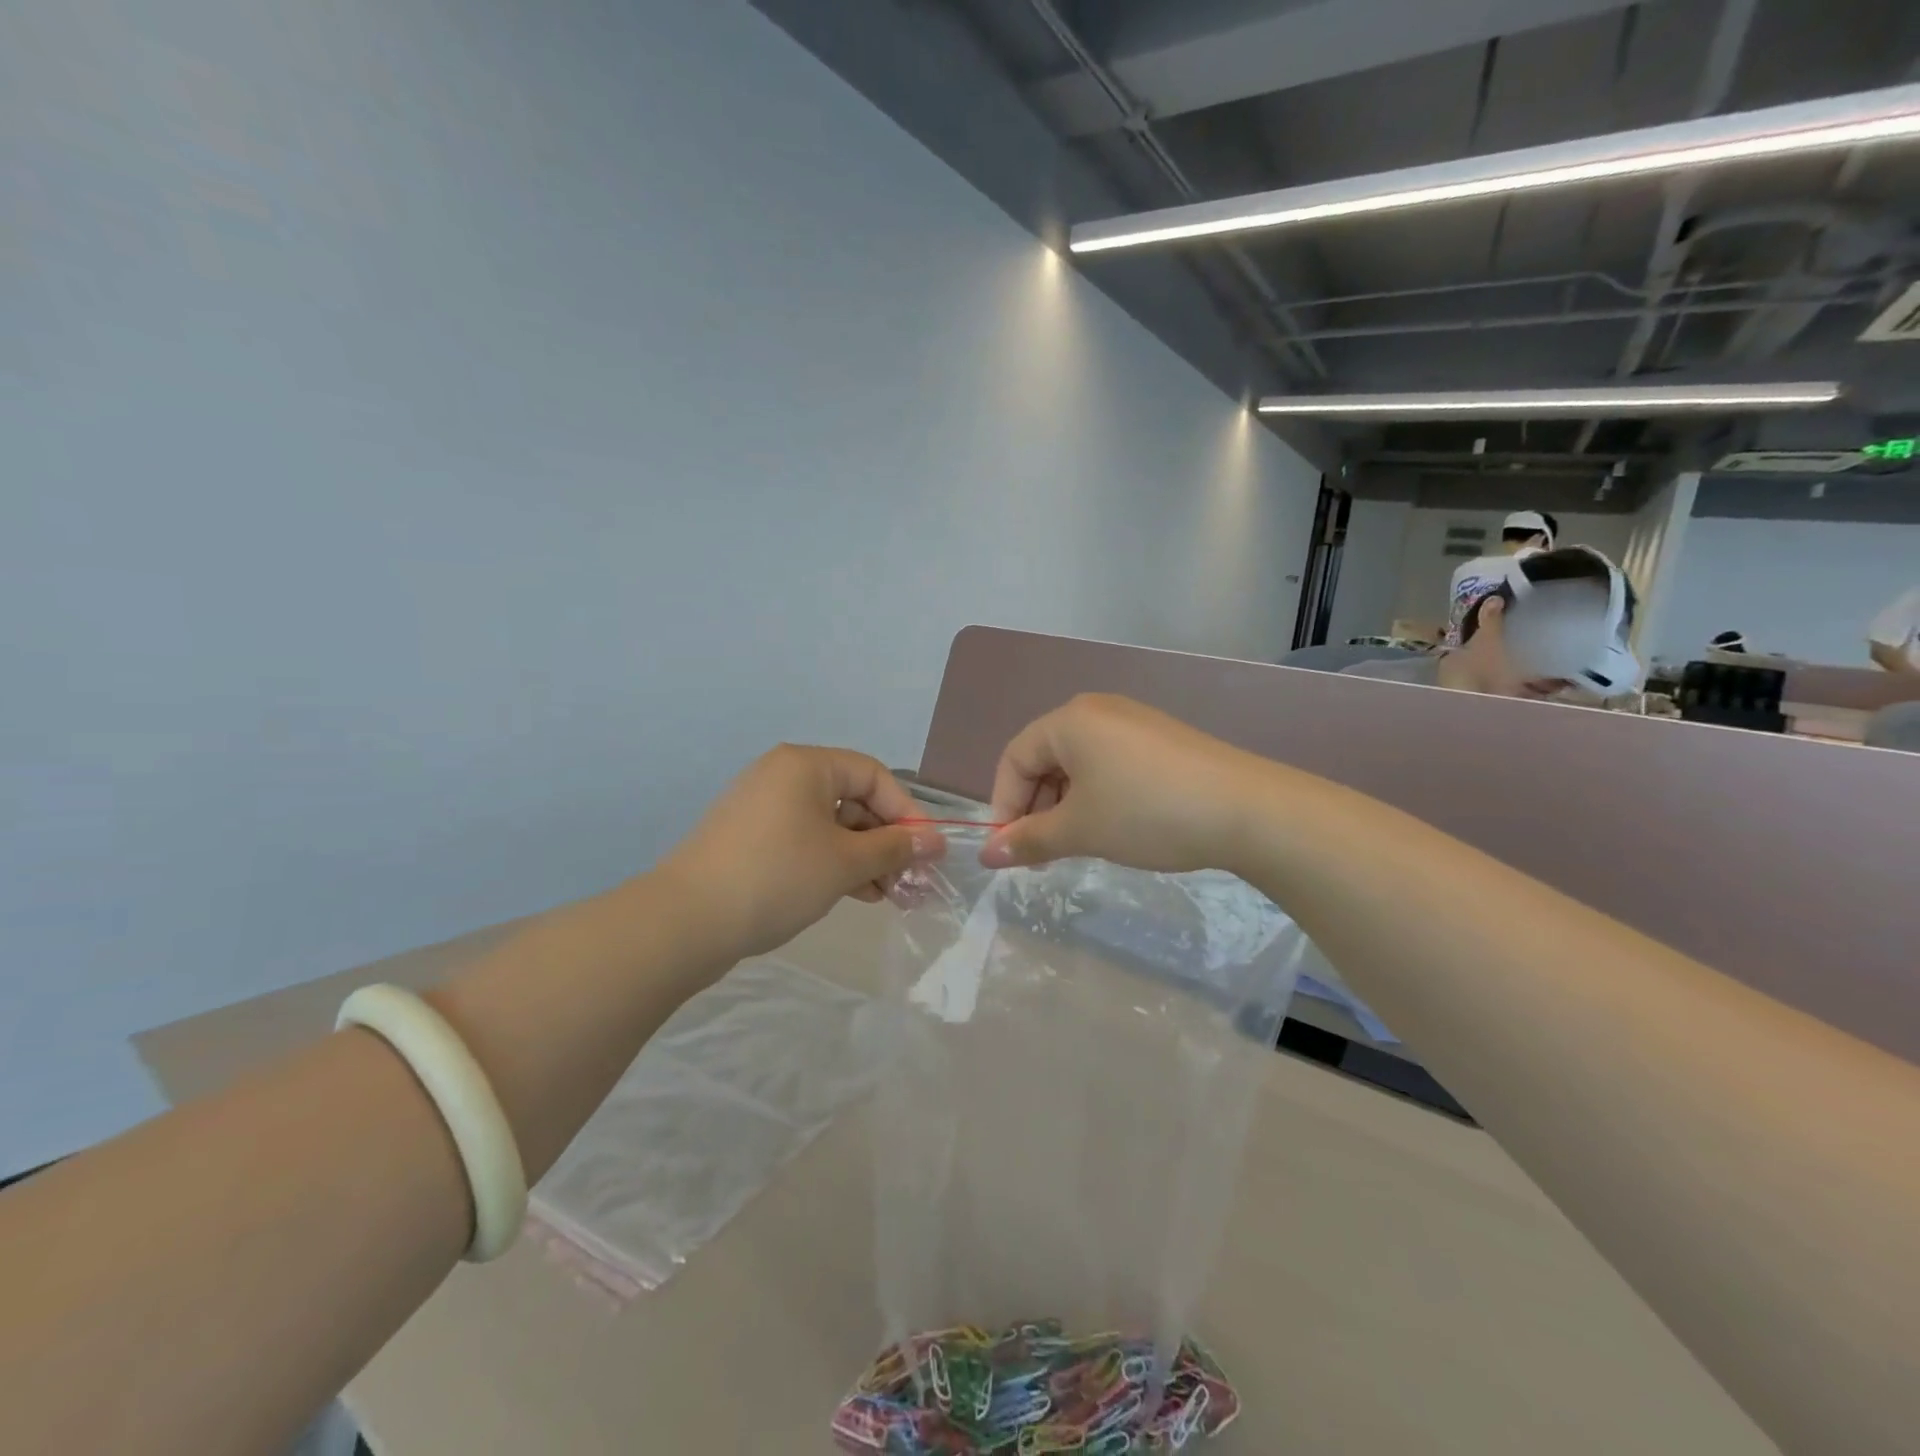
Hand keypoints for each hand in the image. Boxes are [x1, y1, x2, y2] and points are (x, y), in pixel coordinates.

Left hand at [660, 745, 945, 960]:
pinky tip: (856, 894)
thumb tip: (933, 841)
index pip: (875, 776)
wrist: (686, 921)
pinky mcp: (751, 840)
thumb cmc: (777, 877)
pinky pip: (806, 841)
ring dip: (865, 858)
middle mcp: (784, 776)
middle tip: (912, 881)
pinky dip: (834, 863)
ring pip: (831, 826)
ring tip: (889, 896)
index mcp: (806, 765)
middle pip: (854, 800)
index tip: (929, 853)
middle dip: (887, 842)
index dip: (908, 813)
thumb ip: (894, 848)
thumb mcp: (846, 862)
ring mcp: (763, 809)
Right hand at [981, 694, 1264, 873]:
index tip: (1011, 849)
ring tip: (1077, 844)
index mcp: (1069, 721)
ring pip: (1078, 765)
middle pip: (1045, 759)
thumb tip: (986, 856)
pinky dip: (1097, 796)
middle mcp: (1097, 711)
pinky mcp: (1161, 740)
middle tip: (1043, 852)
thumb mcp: (1080, 830)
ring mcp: (1133, 722)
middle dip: (1036, 807)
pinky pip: (1110, 764)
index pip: (1014, 759)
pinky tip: (1113, 827)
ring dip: (1066, 806)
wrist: (1247, 810)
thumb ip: (1028, 840)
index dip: (1003, 805)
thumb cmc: (1146, 813)